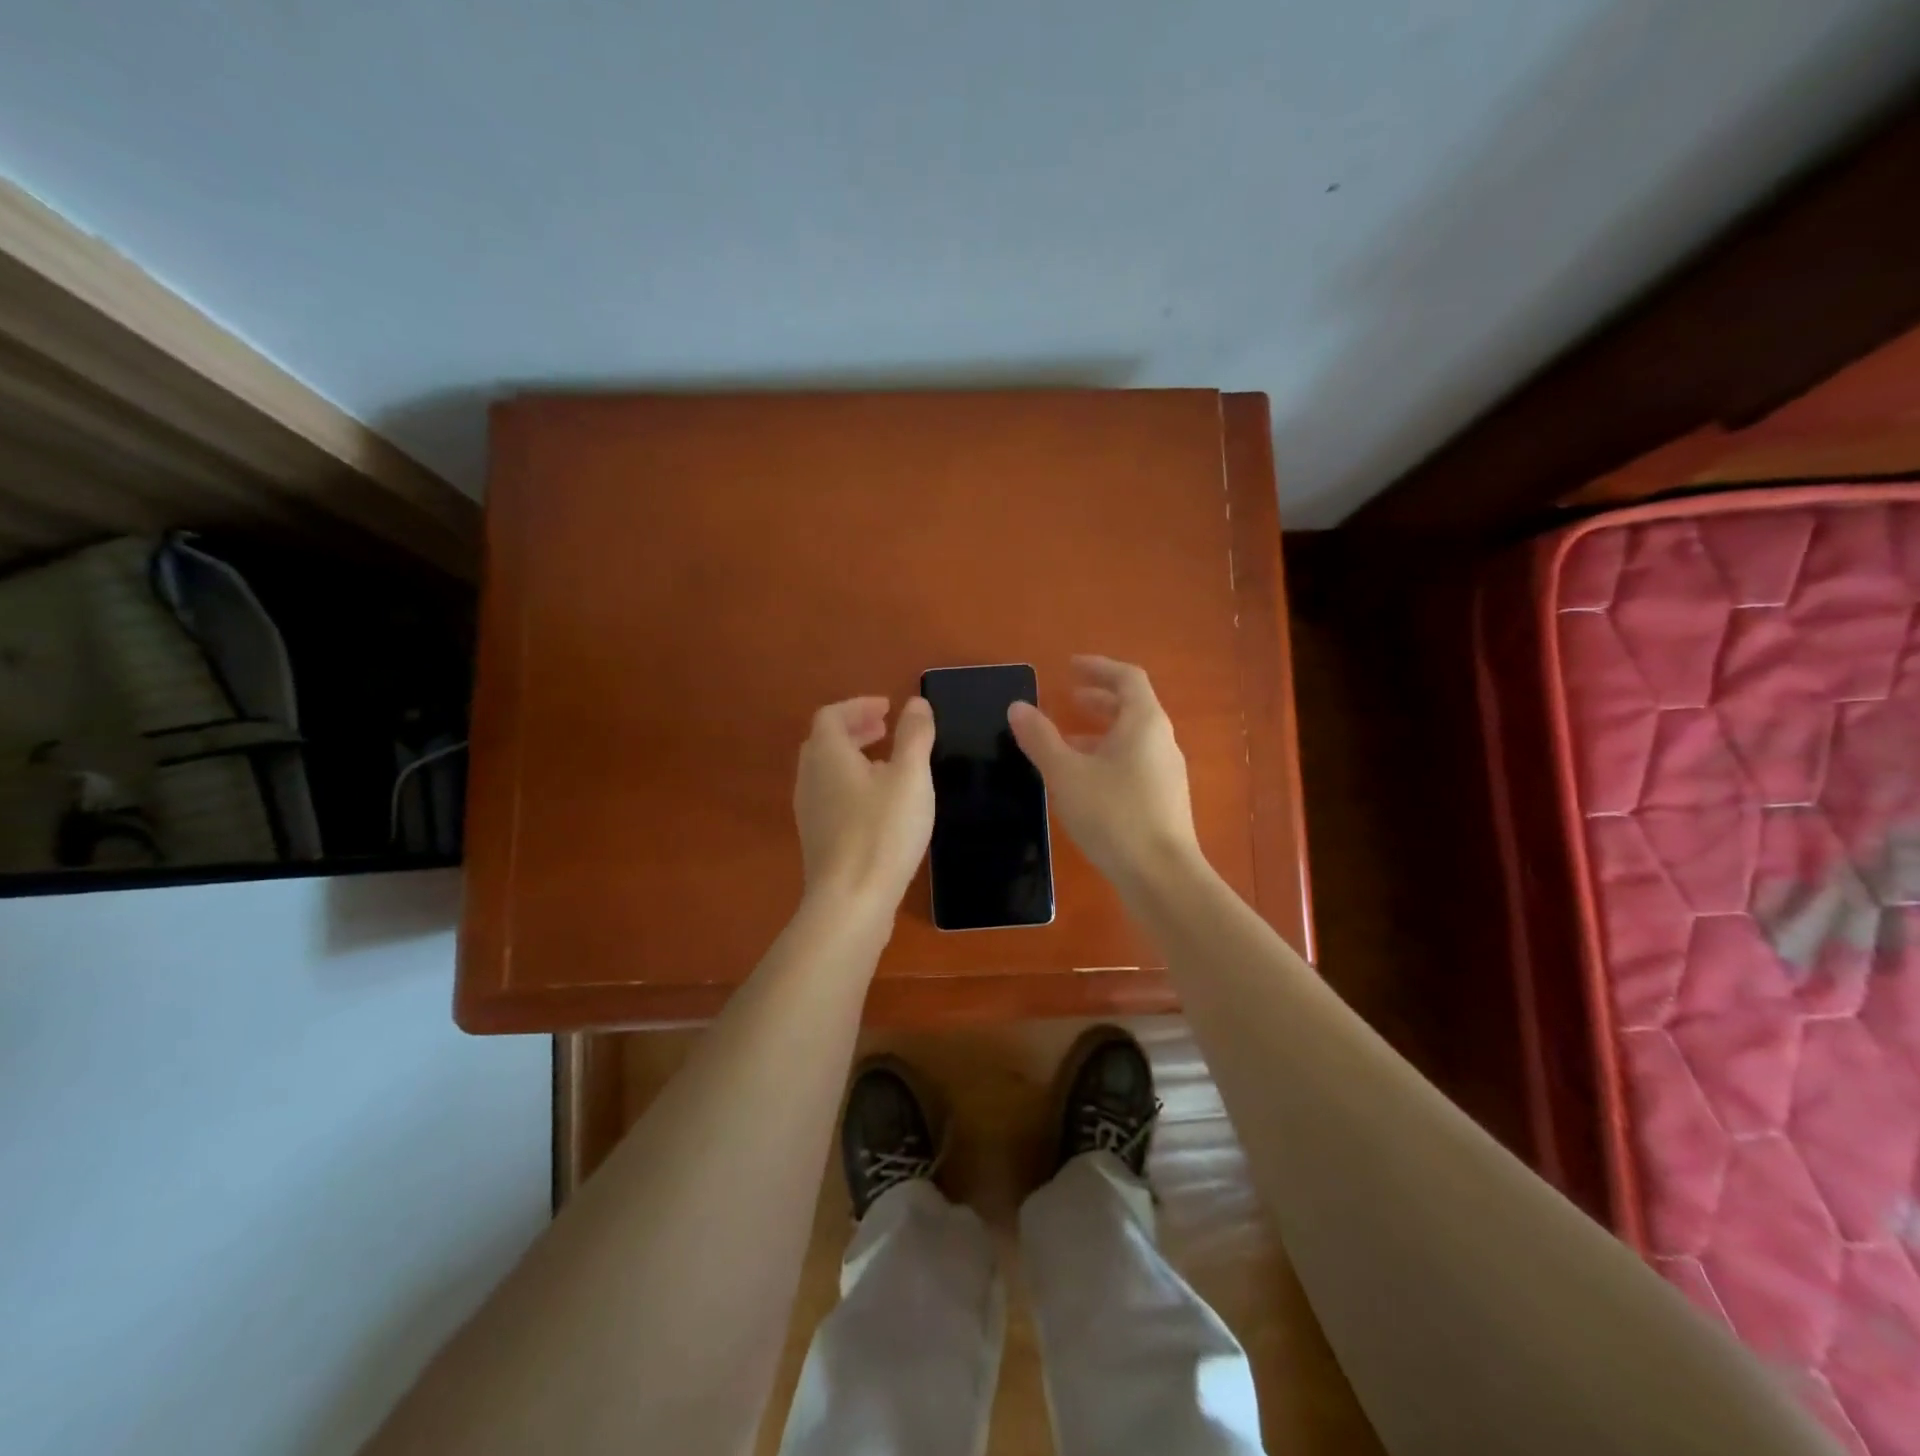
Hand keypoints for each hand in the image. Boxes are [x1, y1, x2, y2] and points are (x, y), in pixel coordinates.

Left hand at [794, 696, 934, 915]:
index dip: (859, 705)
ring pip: (826, 771)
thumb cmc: (883, 831)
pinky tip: (879, 805)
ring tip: (887, 764)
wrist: (851, 901)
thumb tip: (916, 703)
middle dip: (856, 729)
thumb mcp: (910, 777)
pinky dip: (851, 785)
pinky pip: (830, 796)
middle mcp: (810, 778)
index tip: (888, 708)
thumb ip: (914, 735)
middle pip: (825, 742)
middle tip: (886, 729)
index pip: (832, 715)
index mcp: (828, 755)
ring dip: (854, 758)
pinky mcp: (817, 839)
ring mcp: (809, 811)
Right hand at [1007, 656, 1201, 891]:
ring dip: (1101, 731)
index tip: (1070, 667)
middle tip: (1068, 698)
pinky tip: (1084, 782)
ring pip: (1133, 739)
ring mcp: (1167, 772)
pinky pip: (1134, 763)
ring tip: (1066, 742)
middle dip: (1099, 699)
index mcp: (1144, 723)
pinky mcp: (1164, 800)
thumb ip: (1040, 738)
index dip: (1098, 667)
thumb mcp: (1066, 774)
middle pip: (1132, 707)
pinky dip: (1108, 757)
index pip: (1127, 678)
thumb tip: (1017, 707)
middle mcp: (1162, 741)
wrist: (1161, 877)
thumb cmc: (1113, 815)